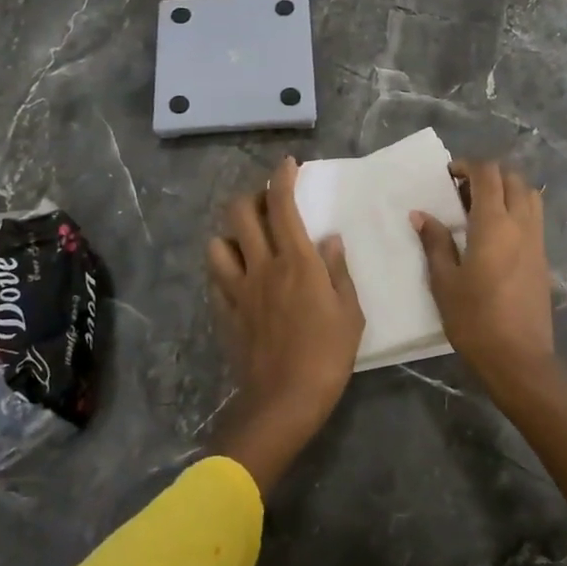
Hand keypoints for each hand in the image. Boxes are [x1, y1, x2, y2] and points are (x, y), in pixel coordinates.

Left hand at [205, 156, 363, 494]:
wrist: (284, 401)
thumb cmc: (327, 355)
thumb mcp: (349, 312)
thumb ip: (338, 270)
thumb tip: (330, 239)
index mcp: (295, 261)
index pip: (282, 205)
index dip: (282, 178)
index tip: (288, 164)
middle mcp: (261, 266)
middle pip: (241, 212)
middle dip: (252, 195)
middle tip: (268, 200)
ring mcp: (238, 289)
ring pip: (218, 242)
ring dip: (232, 232)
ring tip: (248, 239)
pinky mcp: (225, 311)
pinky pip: (216, 277)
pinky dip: (225, 266)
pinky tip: (239, 275)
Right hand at [412, 160, 556, 398]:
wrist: (519, 359)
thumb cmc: (475, 319)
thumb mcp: (445, 282)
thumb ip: (435, 243)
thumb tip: (421, 214)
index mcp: (494, 224)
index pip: (488, 174)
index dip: (467, 166)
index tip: (448, 176)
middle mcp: (521, 224)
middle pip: (512, 178)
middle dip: (488, 175)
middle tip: (462, 191)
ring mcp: (537, 241)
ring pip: (529, 195)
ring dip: (506, 190)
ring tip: (480, 208)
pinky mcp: (543, 259)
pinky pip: (533, 218)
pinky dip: (517, 209)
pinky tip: (495, 233)